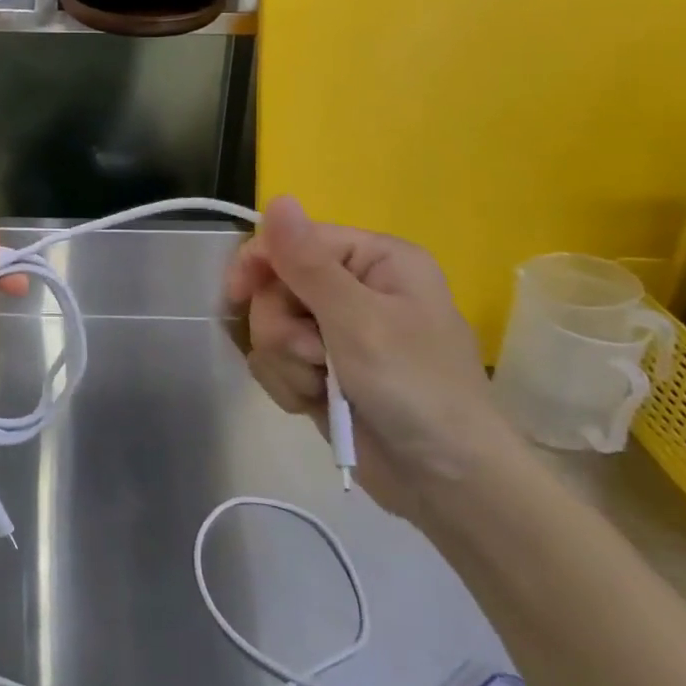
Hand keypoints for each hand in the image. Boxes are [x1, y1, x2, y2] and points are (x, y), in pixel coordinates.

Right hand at [225, 195, 517, 524]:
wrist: (449, 486)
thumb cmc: (416, 389)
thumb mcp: (359, 321)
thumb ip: (308, 263)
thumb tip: (278, 199)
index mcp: (374, 259)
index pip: (294, 239)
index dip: (260, 263)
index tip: (236, 295)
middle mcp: (354, 287)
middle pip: (275, 286)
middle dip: (284, 328)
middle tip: (316, 358)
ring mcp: (337, 330)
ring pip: (269, 326)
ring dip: (287, 361)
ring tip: (322, 387)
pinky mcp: (323, 369)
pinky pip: (276, 360)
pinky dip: (289, 384)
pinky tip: (314, 404)